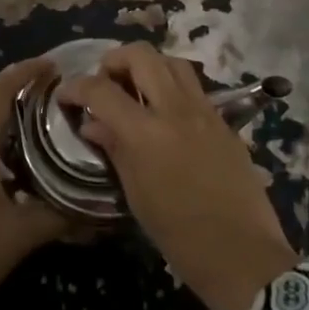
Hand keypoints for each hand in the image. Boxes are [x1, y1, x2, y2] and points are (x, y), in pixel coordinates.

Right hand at [57, 44, 296, 309]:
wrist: (242, 254)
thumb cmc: (180, 236)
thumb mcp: (136, 195)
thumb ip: (115, 150)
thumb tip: (93, 124)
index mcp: (146, 133)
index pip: (102, 90)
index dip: (77, 87)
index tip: (66, 96)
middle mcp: (176, 110)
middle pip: (141, 55)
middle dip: (114, 60)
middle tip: (104, 82)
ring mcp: (205, 111)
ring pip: (172, 61)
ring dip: (148, 66)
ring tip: (135, 88)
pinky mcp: (224, 120)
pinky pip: (194, 86)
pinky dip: (172, 85)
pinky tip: (165, 111)